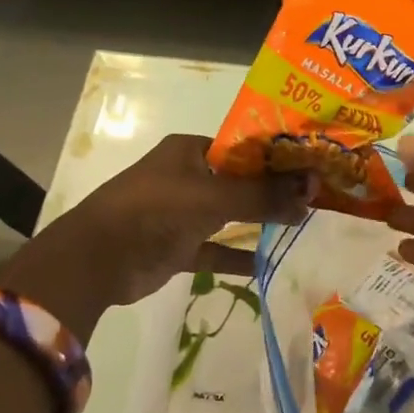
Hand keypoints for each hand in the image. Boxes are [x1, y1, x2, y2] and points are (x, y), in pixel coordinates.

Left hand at [0, 135, 313, 335]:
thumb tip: (310, 193)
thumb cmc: (154, 210)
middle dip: (274, 190)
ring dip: (260, 222)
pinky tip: (270, 265)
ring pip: (230, 215)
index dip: (278, 156)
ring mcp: (181, 213)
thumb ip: (261, 196)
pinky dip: (238, 258)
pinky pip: (215, 250)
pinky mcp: (177, 247)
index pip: (244, 147)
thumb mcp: (212, 197)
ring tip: (303, 226)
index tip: (313, 166)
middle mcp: (187, 176)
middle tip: (317, 197)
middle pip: (240, 181)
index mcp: (191, 150)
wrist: (96, 258)